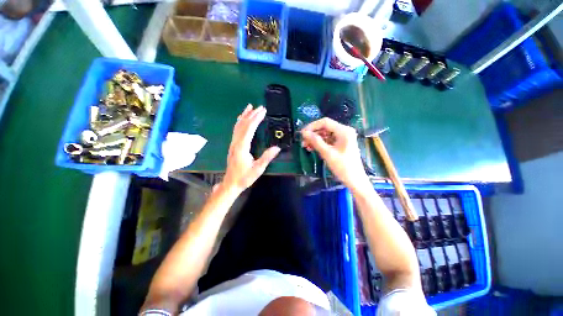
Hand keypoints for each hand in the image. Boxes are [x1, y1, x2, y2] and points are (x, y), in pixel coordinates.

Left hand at [222, 105, 280, 194]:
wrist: (231, 183)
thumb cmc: (245, 177)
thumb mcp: (258, 169)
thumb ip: (267, 157)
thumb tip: (277, 148)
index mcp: (242, 147)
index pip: (249, 129)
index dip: (256, 119)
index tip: (263, 111)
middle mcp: (236, 143)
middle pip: (243, 125)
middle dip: (252, 115)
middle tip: (260, 107)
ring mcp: (233, 143)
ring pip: (238, 126)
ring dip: (244, 116)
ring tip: (249, 107)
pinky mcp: (233, 145)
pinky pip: (236, 130)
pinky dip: (239, 122)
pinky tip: (241, 119)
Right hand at [301, 118, 369, 189]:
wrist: (355, 180)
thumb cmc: (343, 167)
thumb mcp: (327, 153)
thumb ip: (316, 141)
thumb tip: (304, 133)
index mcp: (344, 131)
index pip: (325, 122)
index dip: (312, 126)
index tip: (302, 133)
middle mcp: (344, 131)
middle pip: (325, 128)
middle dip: (313, 134)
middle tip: (303, 141)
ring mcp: (343, 137)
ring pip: (325, 134)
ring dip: (315, 139)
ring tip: (305, 146)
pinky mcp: (341, 144)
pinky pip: (328, 140)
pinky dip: (320, 143)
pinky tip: (312, 148)